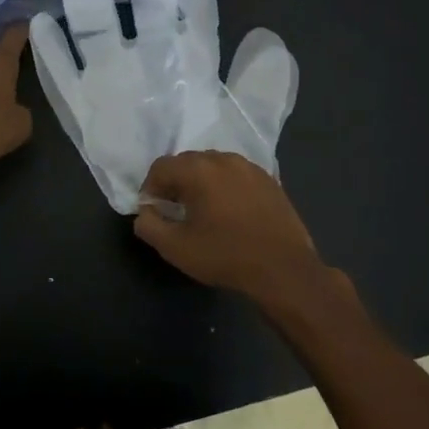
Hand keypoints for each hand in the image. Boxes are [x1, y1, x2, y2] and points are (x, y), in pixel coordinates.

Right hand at [132, 151, 334, 302]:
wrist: (284, 269)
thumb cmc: (225, 256)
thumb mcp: (175, 248)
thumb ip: (149, 225)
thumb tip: (145, 212)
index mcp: (198, 170)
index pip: (161, 167)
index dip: (150, 188)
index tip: (154, 211)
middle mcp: (223, 159)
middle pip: (187, 162)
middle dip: (175, 183)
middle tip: (176, 211)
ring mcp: (250, 167)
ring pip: (213, 166)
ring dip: (201, 182)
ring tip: (204, 211)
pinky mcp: (269, 180)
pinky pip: (236, 175)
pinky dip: (225, 186)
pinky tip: (230, 212)